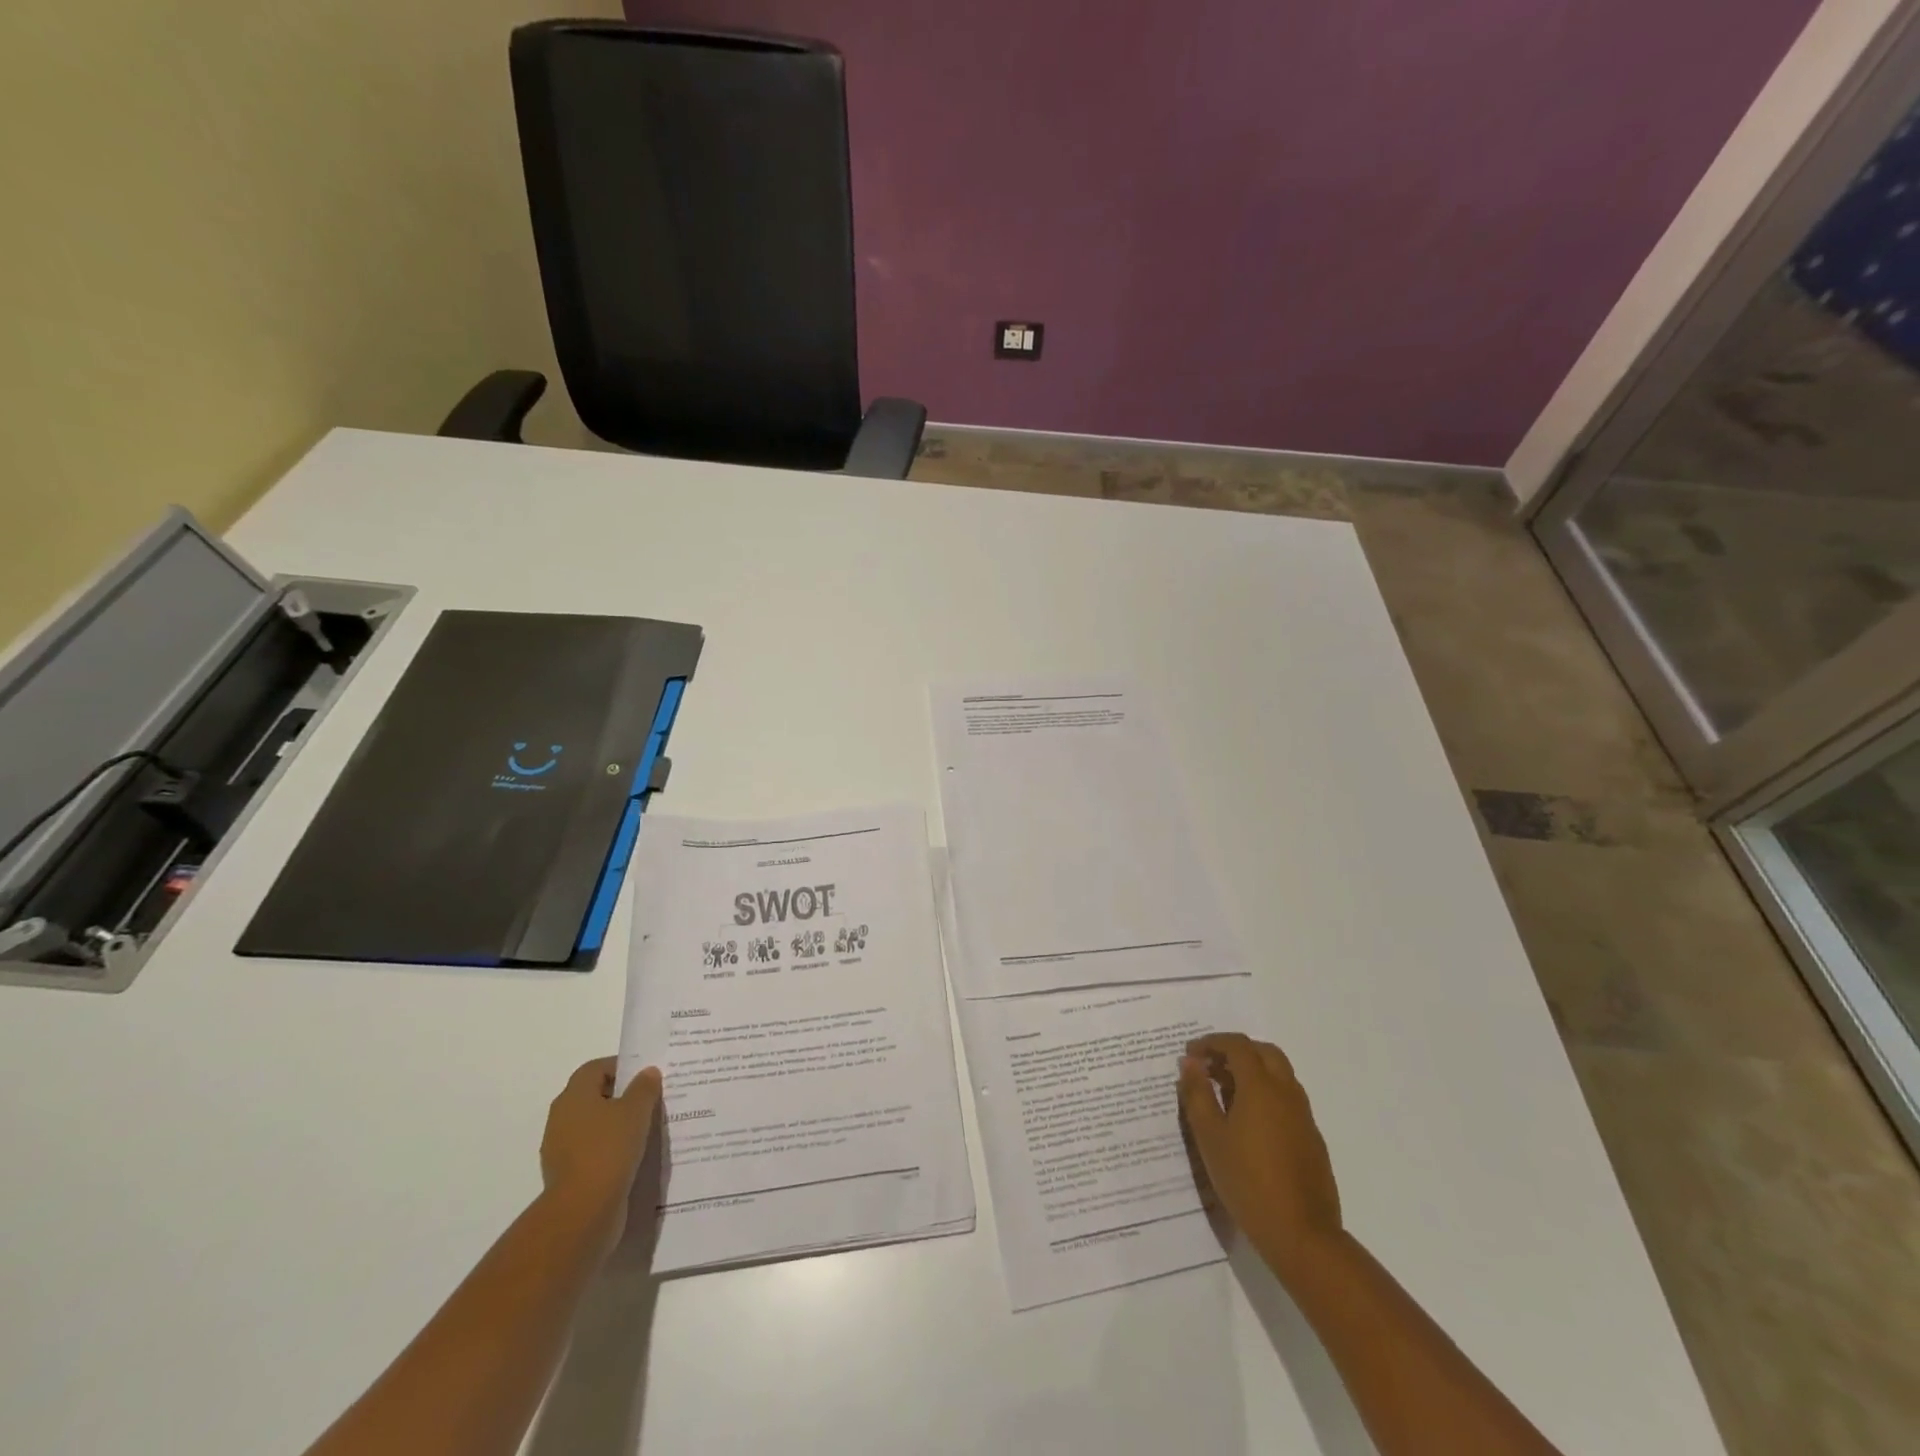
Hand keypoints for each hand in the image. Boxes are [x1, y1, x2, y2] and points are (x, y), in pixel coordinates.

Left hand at [539, 1057, 661, 1250]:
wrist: (583, 1212)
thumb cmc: (609, 1150)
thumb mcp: (636, 1111)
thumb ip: (644, 1087)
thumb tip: (647, 1072)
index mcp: (573, 1096)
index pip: (595, 1068)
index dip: (620, 1066)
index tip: (646, 1074)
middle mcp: (561, 1118)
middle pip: (593, 1096)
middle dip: (621, 1095)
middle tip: (651, 1099)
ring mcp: (561, 1150)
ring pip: (594, 1126)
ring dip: (616, 1125)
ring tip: (647, 1128)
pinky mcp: (568, 1176)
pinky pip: (593, 1152)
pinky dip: (611, 1150)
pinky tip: (634, 1156)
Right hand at [1177, 1032, 1341, 1282]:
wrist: (1302, 1235)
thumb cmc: (1247, 1181)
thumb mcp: (1210, 1137)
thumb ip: (1197, 1094)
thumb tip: (1190, 1062)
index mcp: (1260, 1087)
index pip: (1237, 1045)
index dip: (1212, 1043)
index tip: (1191, 1054)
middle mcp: (1286, 1092)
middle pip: (1264, 1052)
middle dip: (1236, 1051)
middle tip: (1211, 1067)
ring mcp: (1304, 1116)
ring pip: (1280, 1074)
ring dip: (1253, 1071)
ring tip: (1225, 1093)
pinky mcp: (1312, 1138)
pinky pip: (1288, 1099)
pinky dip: (1267, 1094)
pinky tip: (1249, 1123)